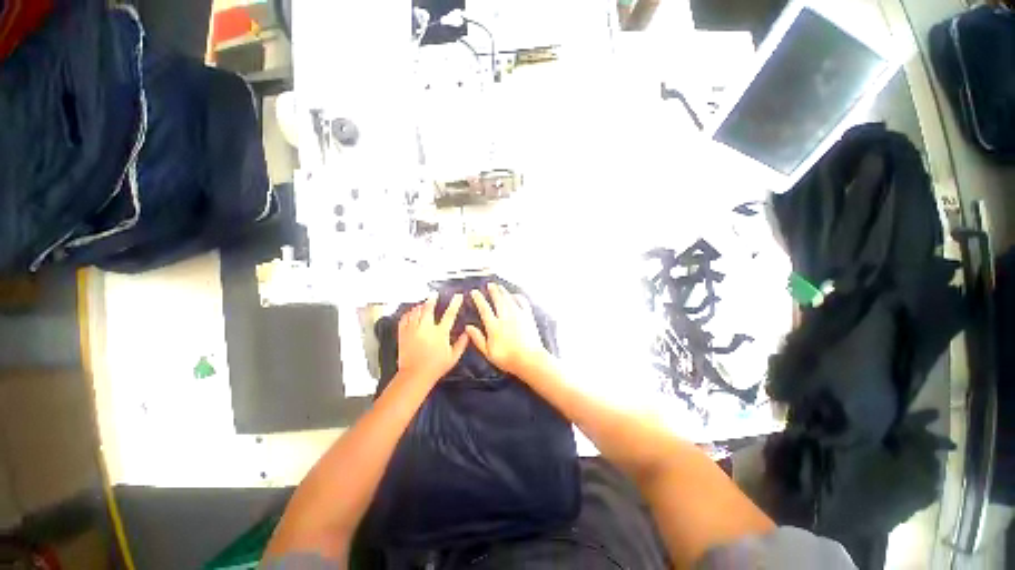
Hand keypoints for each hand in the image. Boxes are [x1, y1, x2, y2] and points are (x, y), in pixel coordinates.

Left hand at [397, 293, 468, 384]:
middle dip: (432, 300)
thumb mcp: (453, 357)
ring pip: (416, 312)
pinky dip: (408, 313)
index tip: (458, 296)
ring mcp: (413, 330)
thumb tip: (467, 332)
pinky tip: (411, 312)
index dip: (455, 303)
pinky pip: (404, 319)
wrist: (415, 375)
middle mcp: (426, 328)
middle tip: (434, 295)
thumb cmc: (436, 367)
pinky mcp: (403, 334)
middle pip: (428, 309)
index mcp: (440, 333)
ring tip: (423, 303)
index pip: (450, 314)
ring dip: (420, 306)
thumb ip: (462, 343)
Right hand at [466, 283, 549, 378]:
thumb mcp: (488, 352)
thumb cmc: (507, 359)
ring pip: (509, 298)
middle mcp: (505, 317)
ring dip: (503, 291)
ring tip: (499, 286)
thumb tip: (467, 327)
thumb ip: (478, 339)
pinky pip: (522, 302)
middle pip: (498, 299)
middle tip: (489, 284)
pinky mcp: (528, 316)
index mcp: (494, 326)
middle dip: (493, 290)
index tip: (474, 292)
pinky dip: (517, 296)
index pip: (484, 308)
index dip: (479, 299)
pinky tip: (515, 295)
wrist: (530, 360)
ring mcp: (518, 315)